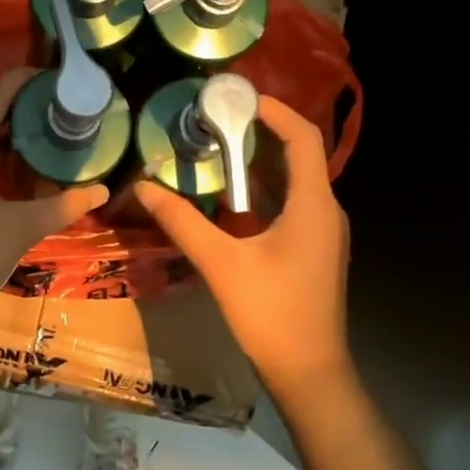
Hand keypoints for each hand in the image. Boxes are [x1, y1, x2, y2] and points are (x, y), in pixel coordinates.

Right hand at [137, 96, 350, 400]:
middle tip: (216, 120)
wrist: (309, 372)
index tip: (238, 97)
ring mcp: (323, 233)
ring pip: (294, 182)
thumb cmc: (271, 314)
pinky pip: (291, 205)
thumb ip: (182, 222)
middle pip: (298, 156)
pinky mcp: (314, 251)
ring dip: (260, 164)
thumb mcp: (220, 264)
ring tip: (217, 150)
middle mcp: (325, 211)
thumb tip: (144, 187)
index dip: (275, 110)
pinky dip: (263, 192)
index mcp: (313, 205)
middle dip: (260, 133)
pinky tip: (230, 199)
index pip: (302, 138)